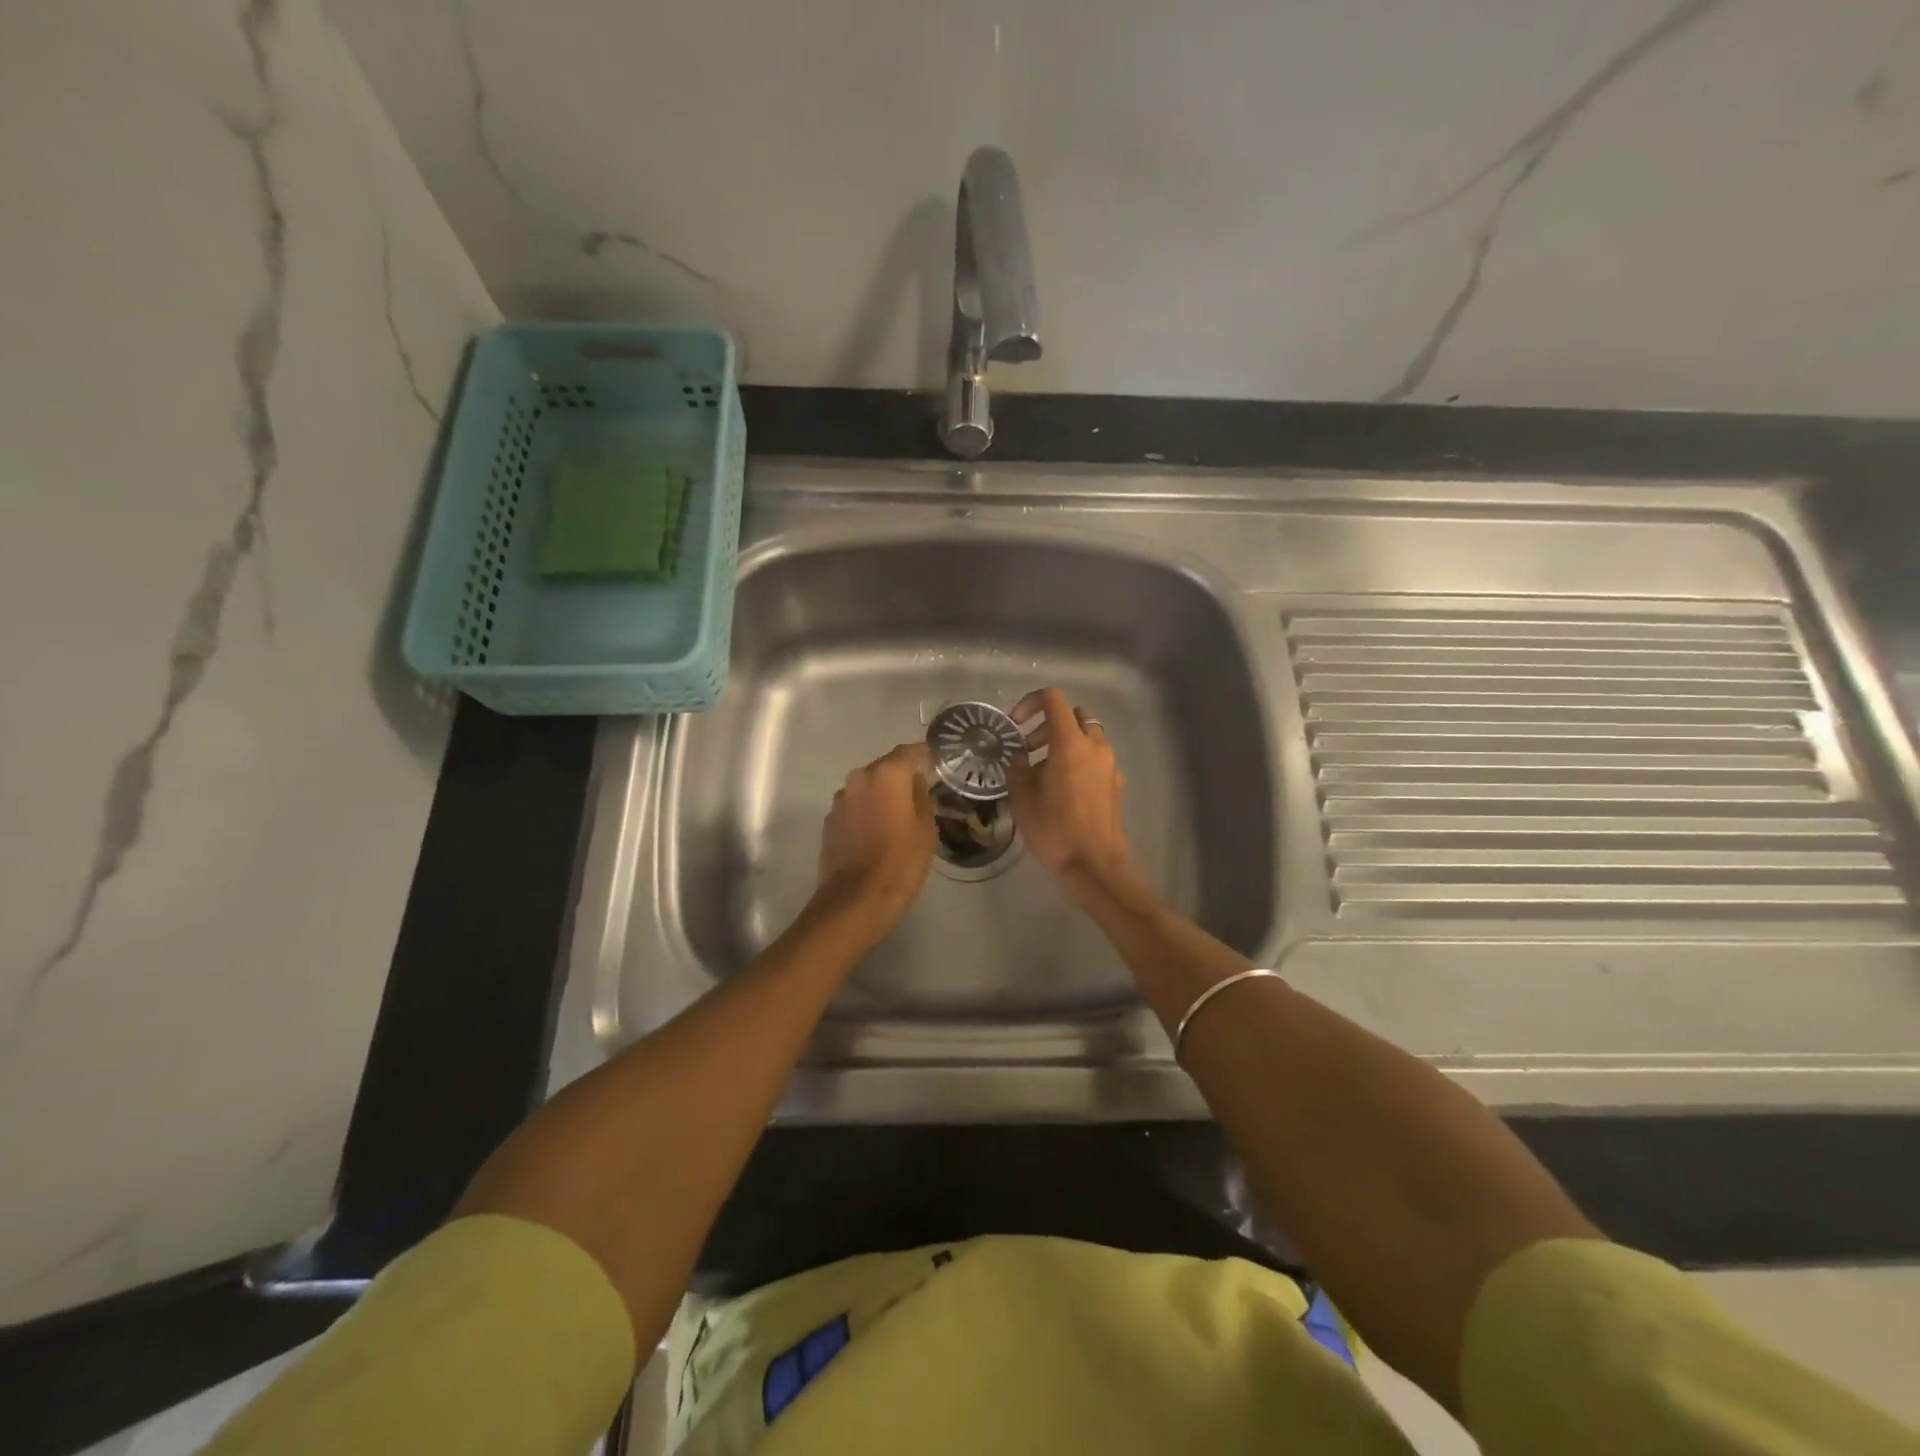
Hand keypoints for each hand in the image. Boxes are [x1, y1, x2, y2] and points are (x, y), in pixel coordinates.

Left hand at [816, 742, 936, 929]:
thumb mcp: (926, 829)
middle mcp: (859, 778)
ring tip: (899, 815)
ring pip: (868, 788)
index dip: (925, 755)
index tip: (938, 762)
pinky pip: (855, 807)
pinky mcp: (830, 821)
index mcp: (887, 774)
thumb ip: (921, 797)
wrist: (856, 899)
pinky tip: (878, 831)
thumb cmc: (901, 861)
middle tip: (921, 792)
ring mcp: (840, 800)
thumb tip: (916, 783)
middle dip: (902, 777)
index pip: (909, 752)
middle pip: (885, 768)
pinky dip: (867, 811)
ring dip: (882, 795)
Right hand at [1006, 689, 1135, 897]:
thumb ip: (1017, 770)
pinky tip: (1064, 791)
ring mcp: (1110, 765)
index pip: (1053, 701)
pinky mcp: (1116, 784)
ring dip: (1065, 744)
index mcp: (1070, 743)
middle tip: (1029, 751)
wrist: (1095, 865)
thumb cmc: (1055, 830)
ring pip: (1087, 738)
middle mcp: (1095, 746)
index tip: (1016, 725)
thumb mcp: (1022, 799)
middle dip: (1048, 726)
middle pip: (1073, 716)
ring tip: (1044, 773)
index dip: (1030, 703)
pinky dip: (1079, 762)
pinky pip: (1095, 760)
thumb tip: (1020, 760)